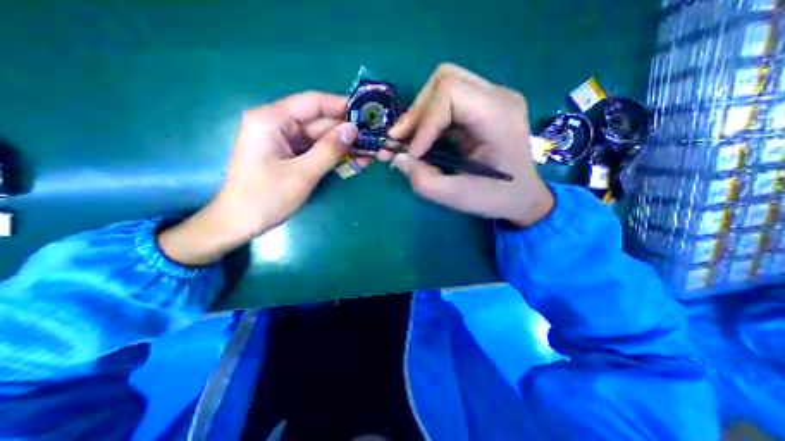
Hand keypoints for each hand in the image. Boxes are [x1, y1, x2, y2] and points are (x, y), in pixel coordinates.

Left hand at [160, 91, 360, 265]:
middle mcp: (277, 124)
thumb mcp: (303, 173)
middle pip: (319, 122)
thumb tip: (353, 129)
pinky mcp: (289, 155)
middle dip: (346, 132)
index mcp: (272, 119)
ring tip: (370, 153)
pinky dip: (333, 156)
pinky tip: (354, 161)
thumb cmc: (266, 198)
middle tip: (373, 139)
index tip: (367, 113)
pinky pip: (315, 150)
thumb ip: (329, 149)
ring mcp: (283, 141)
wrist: (240, 223)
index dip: (341, 106)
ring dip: (343, 146)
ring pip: (320, 138)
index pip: (313, 103)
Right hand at [380, 63, 550, 226]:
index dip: (423, 122)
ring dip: (418, 115)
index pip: (450, 92)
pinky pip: (447, 103)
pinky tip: (419, 140)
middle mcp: (497, 97)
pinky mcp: (482, 108)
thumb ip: (424, 181)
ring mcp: (491, 99)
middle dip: (416, 112)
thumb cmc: (497, 198)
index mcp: (499, 116)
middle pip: (444, 80)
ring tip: (404, 140)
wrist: (523, 197)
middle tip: (398, 140)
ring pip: (443, 87)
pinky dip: (427, 120)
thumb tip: (398, 159)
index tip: (412, 155)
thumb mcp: (458, 198)